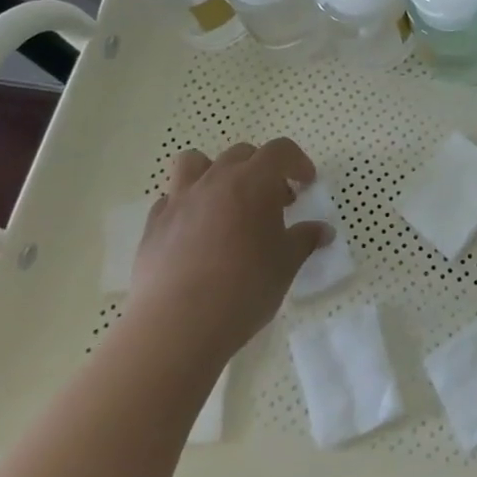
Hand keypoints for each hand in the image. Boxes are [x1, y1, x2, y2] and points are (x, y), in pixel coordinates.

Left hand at [127, 138, 331, 360]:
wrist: (177, 325)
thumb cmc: (244, 288)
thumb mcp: (286, 264)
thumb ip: (305, 240)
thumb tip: (323, 231)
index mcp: (253, 181)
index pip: (280, 151)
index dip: (297, 162)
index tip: (306, 184)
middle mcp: (215, 180)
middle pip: (241, 154)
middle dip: (261, 170)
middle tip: (273, 202)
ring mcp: (180, 200)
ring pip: (194, 163)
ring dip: (214, 173)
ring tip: (225, 203)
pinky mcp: (153, 225)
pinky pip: (171, 200)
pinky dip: (187, 206)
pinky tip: (195, 233)